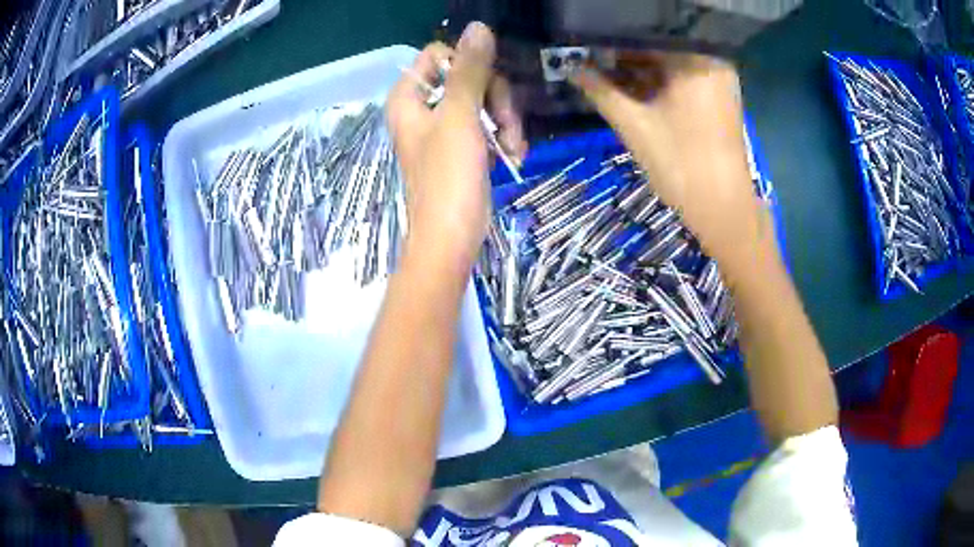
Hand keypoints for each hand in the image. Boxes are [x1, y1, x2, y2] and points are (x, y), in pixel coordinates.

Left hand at [386, 22, 525, 270]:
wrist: (451, 239)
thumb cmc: (448, 178)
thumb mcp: (461, 118)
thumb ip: (470, 71)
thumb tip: (478, 27)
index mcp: (408, 98)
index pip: (439, 56)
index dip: (468, 66)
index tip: (486, 87)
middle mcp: (422, 109)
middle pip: (467, 77)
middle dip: (495, 99)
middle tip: (507, 126)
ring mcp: (442, 129)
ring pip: (482, 102)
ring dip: (505, 122)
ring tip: (513, 149)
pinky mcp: (461, 148)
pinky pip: (486, 126)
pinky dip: (503, 138)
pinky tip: (514, 156)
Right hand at [571, 52, 766, 263]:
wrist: (722, 208)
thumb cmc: (681, 164)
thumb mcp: (633, 124)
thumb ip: (599, 90)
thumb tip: (568, 66)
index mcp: (695, 60)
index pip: (646, 34)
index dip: (611, 38)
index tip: (584, 43)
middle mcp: (711, 62)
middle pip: (658, 47)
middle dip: (622, 53)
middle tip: (587, 57)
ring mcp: (717, 80)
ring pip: (668, 63)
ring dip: (636, 69)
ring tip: (601, 71)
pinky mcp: (716, 98)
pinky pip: (680, 79)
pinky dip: (656, 83)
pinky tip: (628, 87)